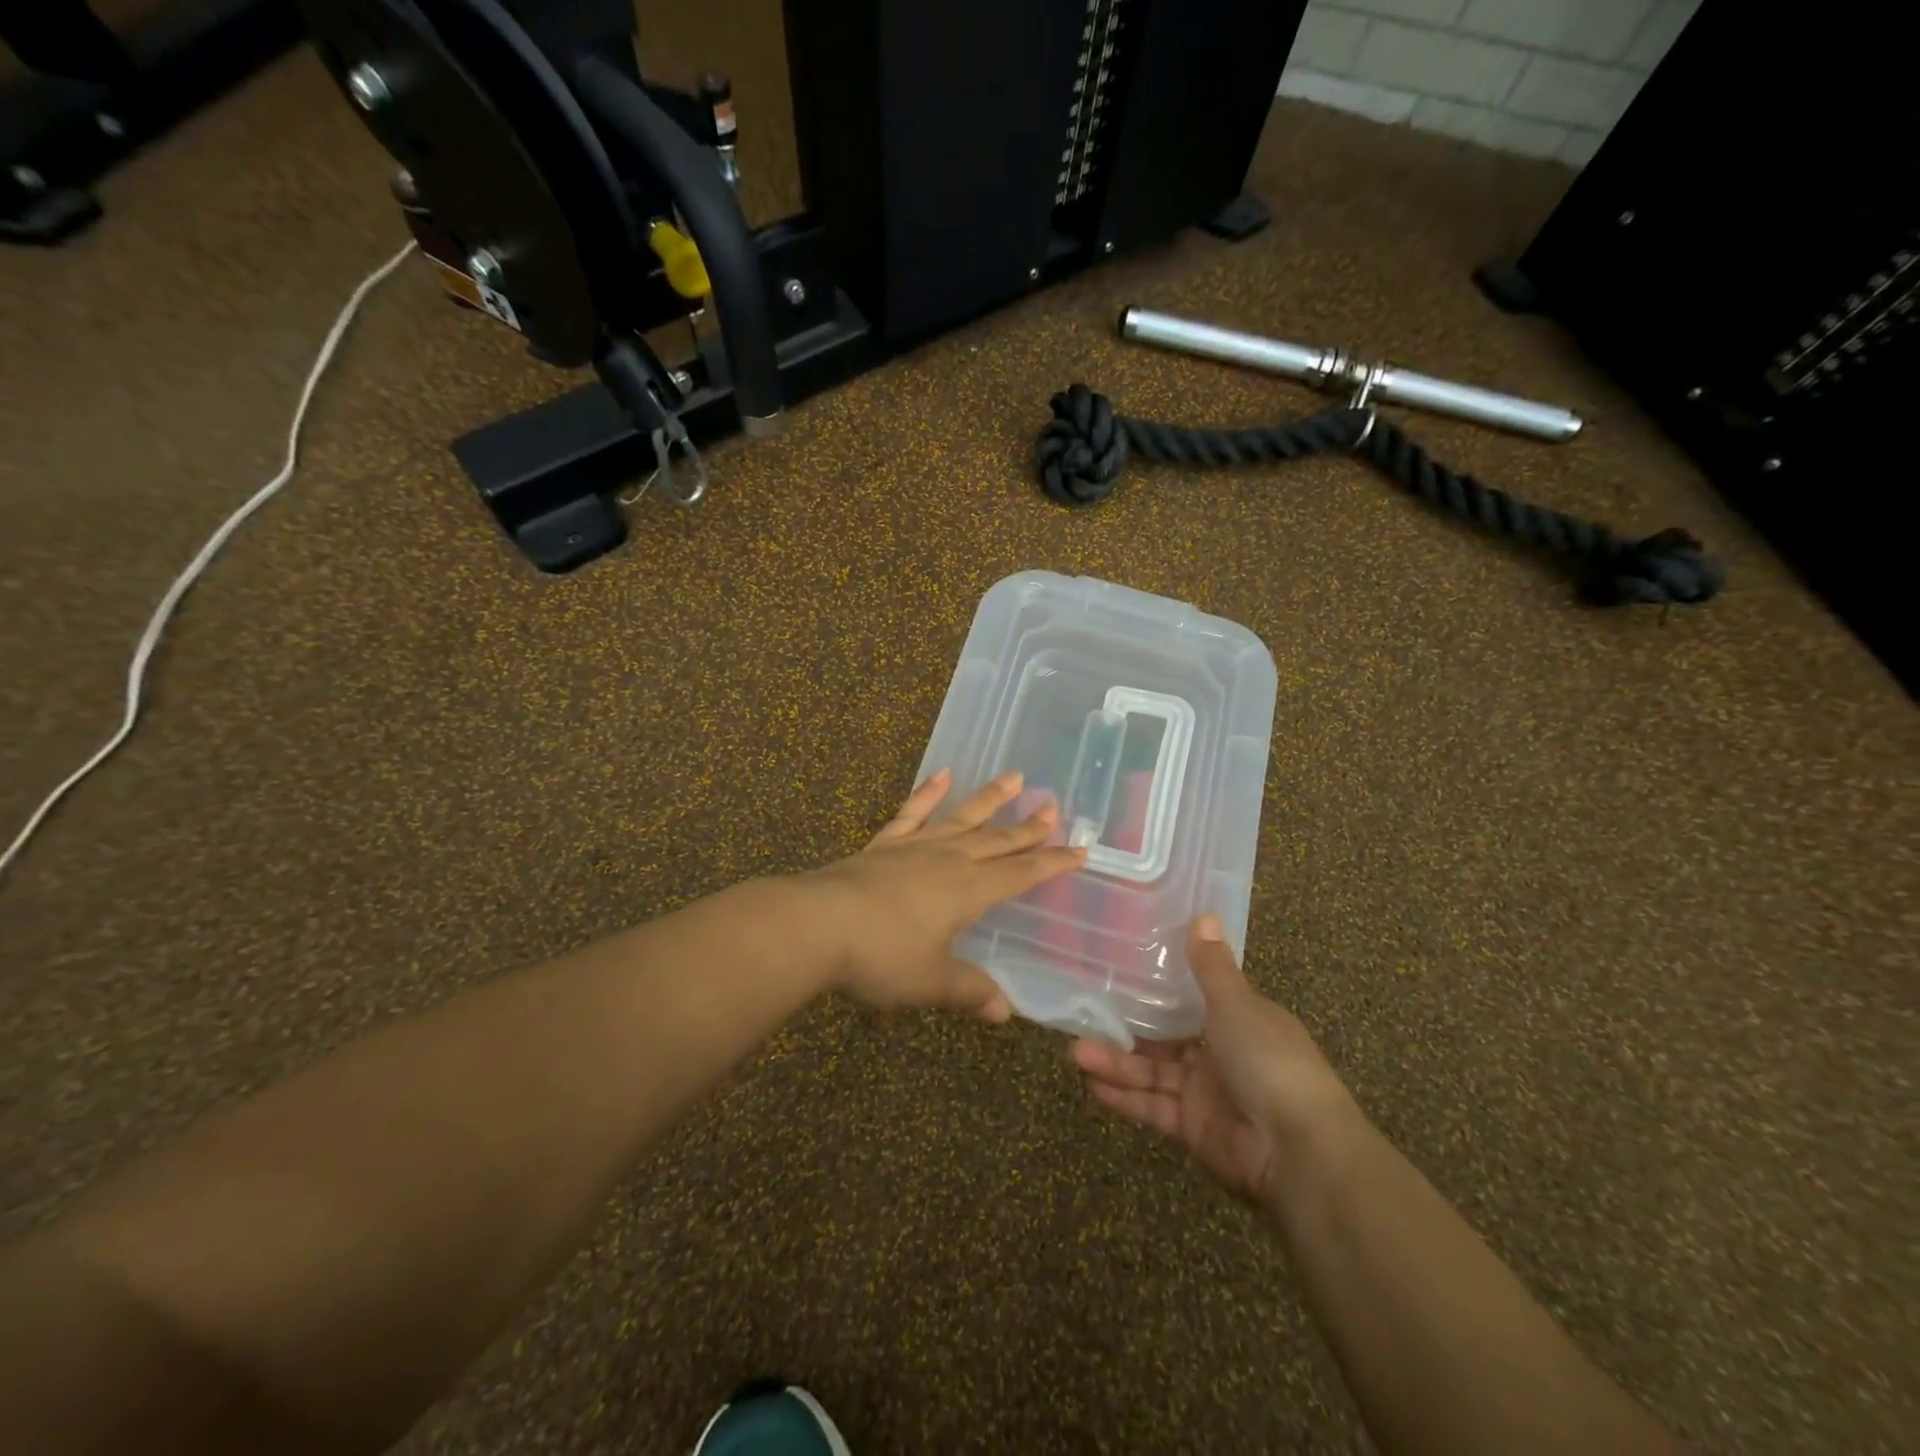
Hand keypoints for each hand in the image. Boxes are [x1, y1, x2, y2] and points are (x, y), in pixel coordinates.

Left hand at [803, 769, 1085, 1020]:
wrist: (819, 924)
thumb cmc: (882, 956)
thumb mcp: (931, 981)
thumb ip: (969, 991)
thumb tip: (1004, 1012)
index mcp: (968, 891)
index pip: (1020, 874)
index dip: (1051, 864)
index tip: (1079, 850)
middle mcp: (948, 860)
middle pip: (997, 841)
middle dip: (1028, 829)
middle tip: (1054, 809)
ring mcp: (915, 847)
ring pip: (962, 818)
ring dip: (990, 799)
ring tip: (1015, 778)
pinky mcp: (883, 844)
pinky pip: (912, 813)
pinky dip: (929, 794)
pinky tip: (943, 775)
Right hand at [1071, 918, 1359, 1207]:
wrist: (1297, 1149)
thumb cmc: (1268, 1060)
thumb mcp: (1237, 1004)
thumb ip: (1211, 966)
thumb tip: (1204, 914)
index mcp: (1239, 1018)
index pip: (1193, 996)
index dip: (1158, 985)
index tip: (1119, 970)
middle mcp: (1220, 1052)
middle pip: (1164, 1036)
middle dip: (1126, 1028)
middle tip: (1084, 1014)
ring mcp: (1205, 1092)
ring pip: (1152, 1072)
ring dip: (1116, 1063)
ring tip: (1076, 1053)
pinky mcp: (1193, 1129)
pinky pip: (1153, 1107)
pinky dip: (1125, 1099)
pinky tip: (1092, 1087)